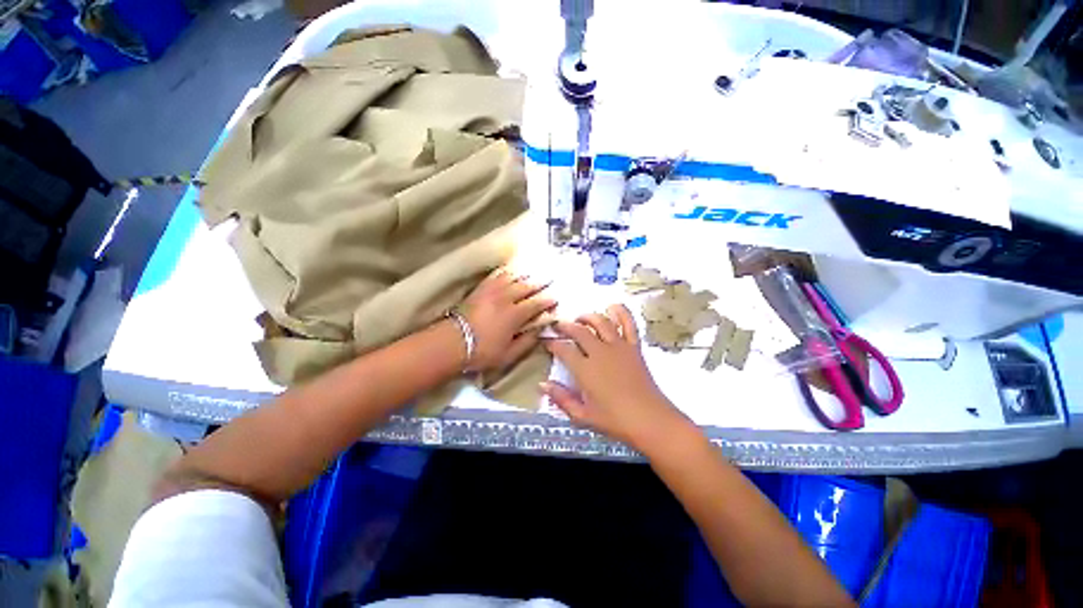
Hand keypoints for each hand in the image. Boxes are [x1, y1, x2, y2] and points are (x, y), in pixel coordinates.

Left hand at [459, 268, 556, 372]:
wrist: (451, 343)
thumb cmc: (482, 352)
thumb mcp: (509, 354)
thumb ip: (528, 342)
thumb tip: (541, 330)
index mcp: (515, 315)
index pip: (536, 304)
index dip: (547, 301)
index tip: (555, 299)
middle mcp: (506, 298)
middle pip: (527, 287)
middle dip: (540, 284)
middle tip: (549, 280)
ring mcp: (492, 291)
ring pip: (513, 278)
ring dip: (525, 276)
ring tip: (533, 274)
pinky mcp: (480, 289)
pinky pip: (496, 276)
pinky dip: (506, 272)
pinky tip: (510, 271)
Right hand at [541, 304, 690, 452]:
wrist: (651, 421)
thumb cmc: (615, 421)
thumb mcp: (583, 416)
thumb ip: (561, 399)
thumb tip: (542, 384)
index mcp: (585, 370)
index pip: (563, 349)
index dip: (552, 343)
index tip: (547, 342)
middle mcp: (600, 352)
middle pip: (579, 331)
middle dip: (565, 326)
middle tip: (558, 325)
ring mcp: (618, 347)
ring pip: (601, 322)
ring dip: (588, 316)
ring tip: (580, 318)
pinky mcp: (634, 347)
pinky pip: (628, 324)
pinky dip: (621, 312)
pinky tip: (612, 307)